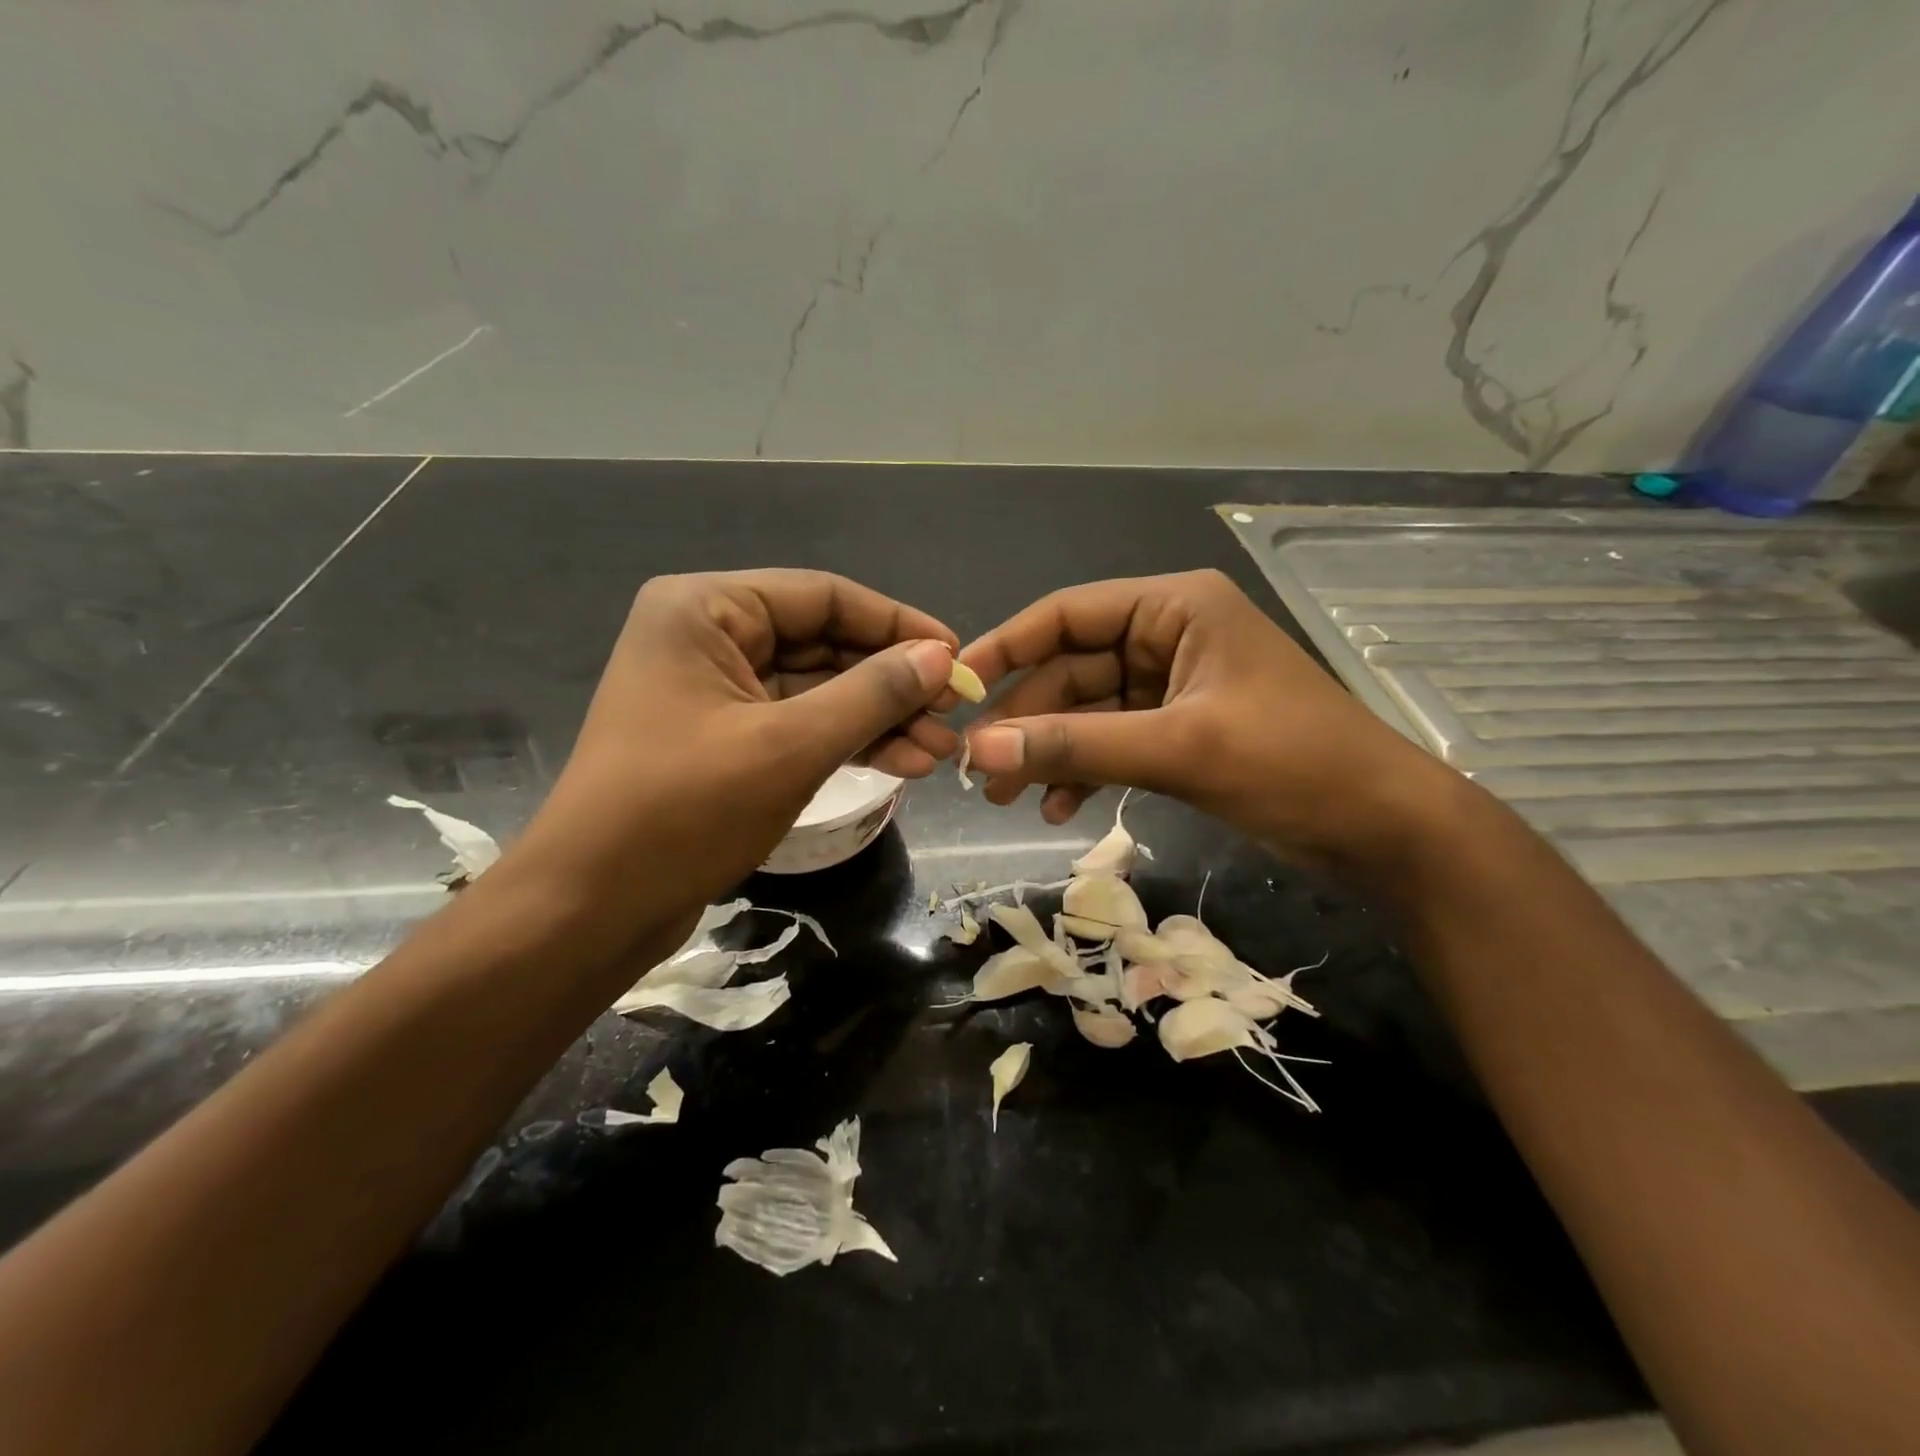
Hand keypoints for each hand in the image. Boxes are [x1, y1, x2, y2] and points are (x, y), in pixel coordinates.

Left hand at [508, 569, 960, 951]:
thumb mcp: (790, 747)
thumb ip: (871, 694)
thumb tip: (941, 657)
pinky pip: (801, 724)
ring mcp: (717, 690)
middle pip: (824, 643)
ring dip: (878, 719)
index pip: (824, 596)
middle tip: (954, 714)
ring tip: (938, 752)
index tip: (956, 657)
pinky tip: (901, 764)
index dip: (897, 625)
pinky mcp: (727, 738)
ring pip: (819, 690)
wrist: (593, 908)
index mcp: (706, 610)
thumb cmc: (683, 812)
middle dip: (892, 683)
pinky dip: (849, 742)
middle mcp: (709, 636)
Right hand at [958, 570, 1449, 868]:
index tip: (956, 690)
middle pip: (1072, 669)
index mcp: (1175, 608)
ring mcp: (1174, 686)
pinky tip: (1060, 810)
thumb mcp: (1178, 749)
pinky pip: (1115, 742)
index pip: (1068, 614)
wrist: (1383, 828)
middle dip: (1027, 721)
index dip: (1007, 648)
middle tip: (980, 773)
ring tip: (1010, 800)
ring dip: (1051, 753)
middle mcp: (1169, 635)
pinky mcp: (1181, 731)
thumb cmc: (1292, 765)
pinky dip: (1086, 772)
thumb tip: (978, 751)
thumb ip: (1076, 746)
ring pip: (1089, 712)